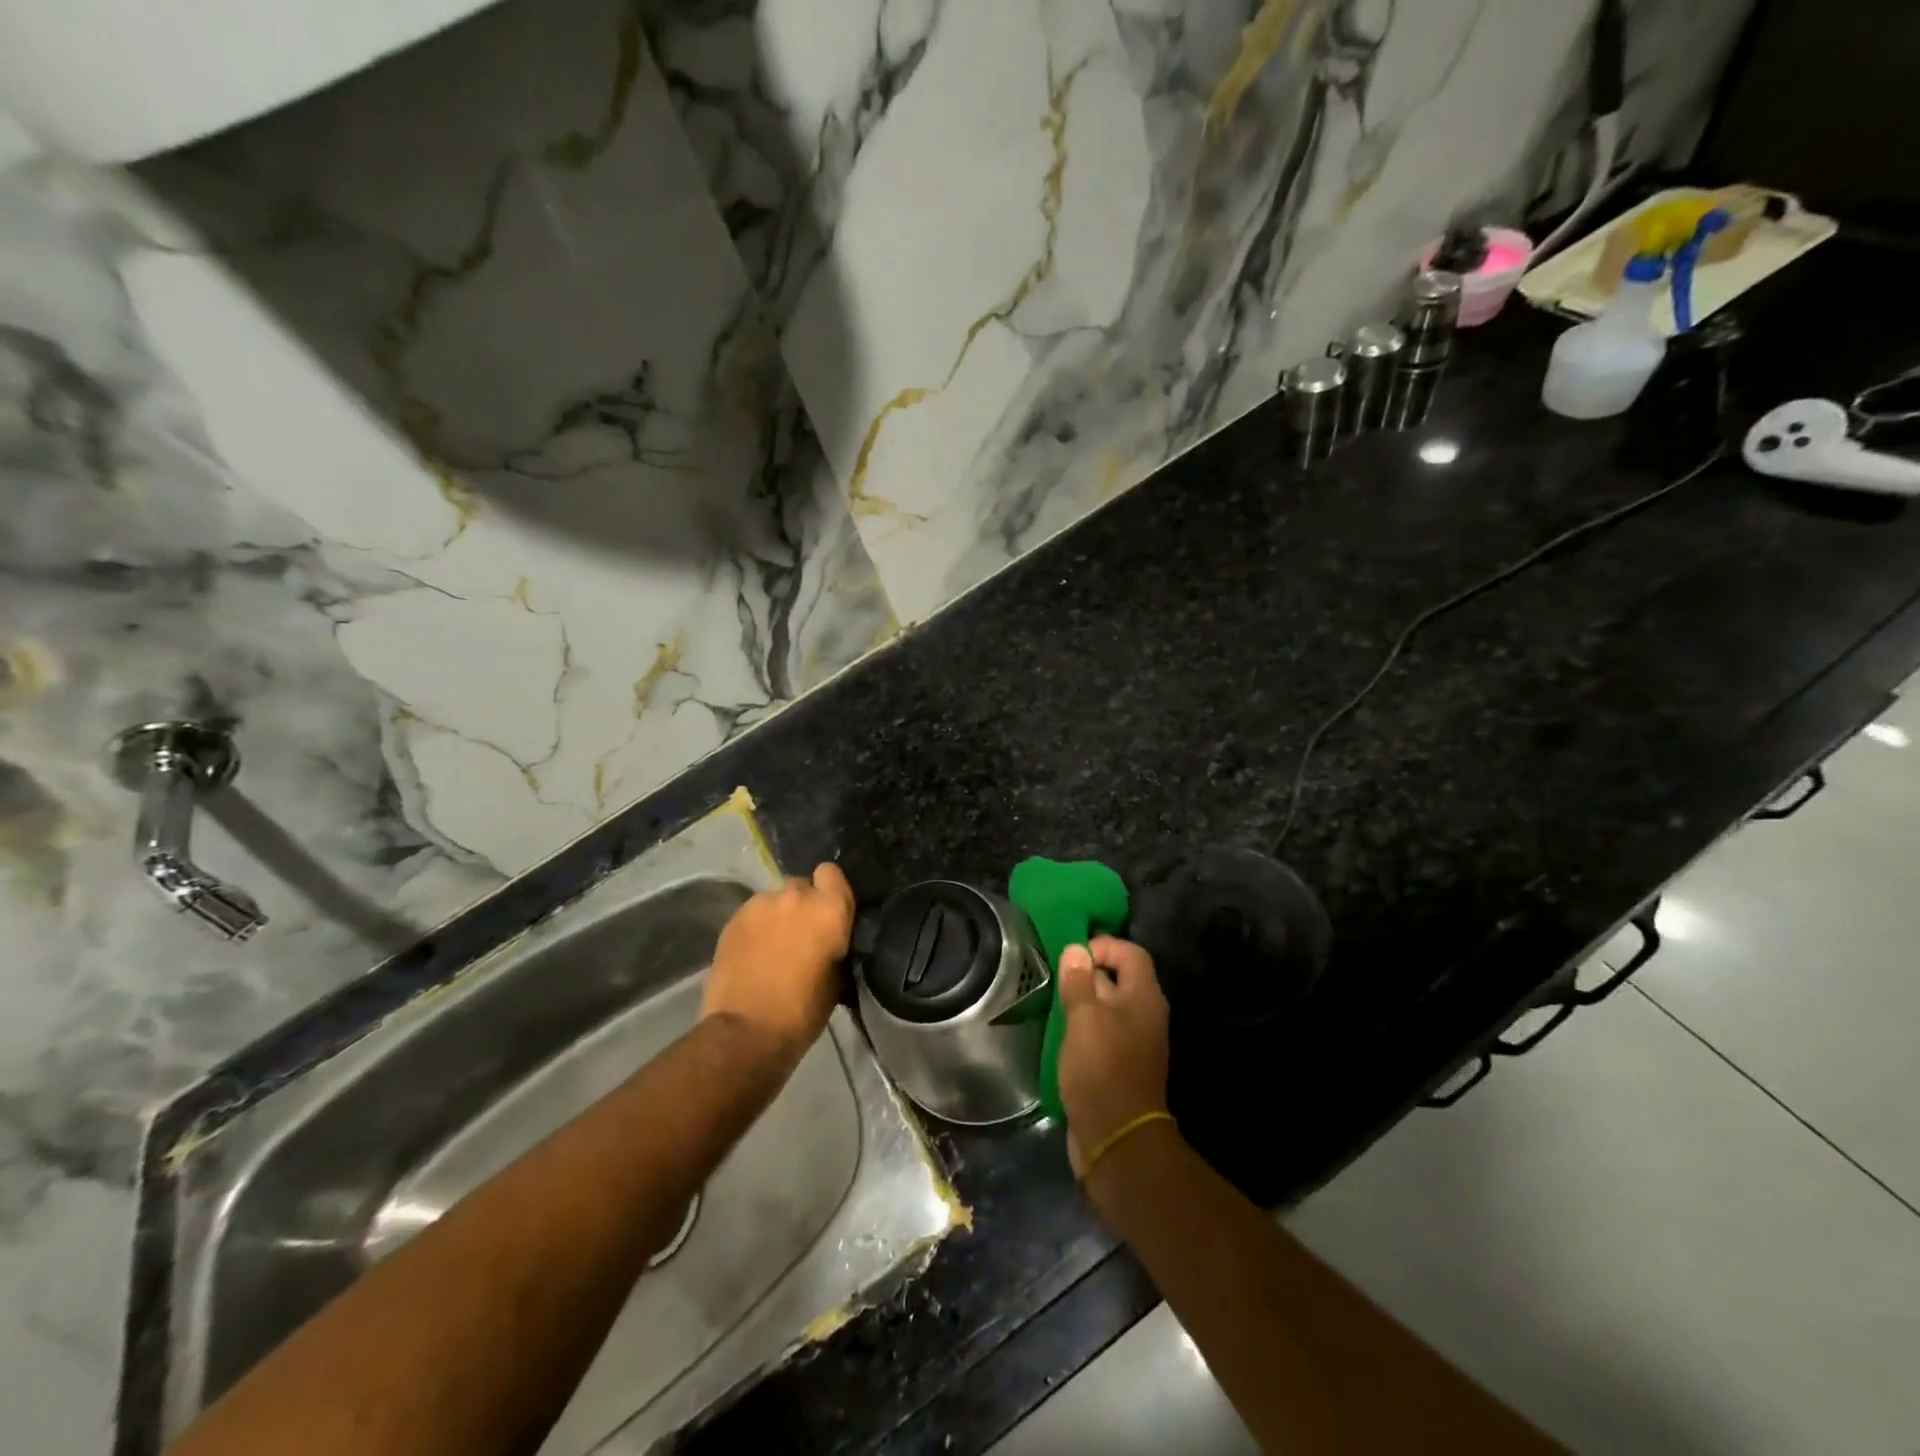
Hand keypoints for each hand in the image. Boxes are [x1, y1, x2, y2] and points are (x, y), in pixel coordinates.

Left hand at [702, 863, 854, 1069]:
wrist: (745, 1031)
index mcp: (829, 909)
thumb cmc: (802, 1011)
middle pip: (802, 885)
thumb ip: (835, 945)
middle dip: (802, 905)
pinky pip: (752, 914)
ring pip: (774, 899)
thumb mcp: (837, 979)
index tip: (828, 914)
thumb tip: (829, 941)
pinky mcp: (732, 919)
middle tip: (800, 935)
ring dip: (777, 916)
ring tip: (772, 946)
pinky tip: (752, 954)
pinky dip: (755, 928)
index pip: (832, 873)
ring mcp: (760, 904)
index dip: (830, 891)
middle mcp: (795, 895)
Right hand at [1057, 935, 1170, 1180]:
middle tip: (1054, 976)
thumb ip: (1079, 982)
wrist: (1117, 1140)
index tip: (1071, 956)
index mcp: (1144, 998)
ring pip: (1107, 1007)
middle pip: (1119, 978)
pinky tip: (1058, 1032)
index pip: (1131, 953)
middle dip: (1087, 972)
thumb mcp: (1084, 1019)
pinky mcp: (1119, 1065)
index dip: (1103, 946)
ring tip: (1051, 1001)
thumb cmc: (1102, 1070)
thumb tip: (1076, 949)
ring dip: (1081, 1001)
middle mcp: (1144, 1015)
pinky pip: (1101, 1032)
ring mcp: (1133, 1042)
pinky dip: (1082, 1027)